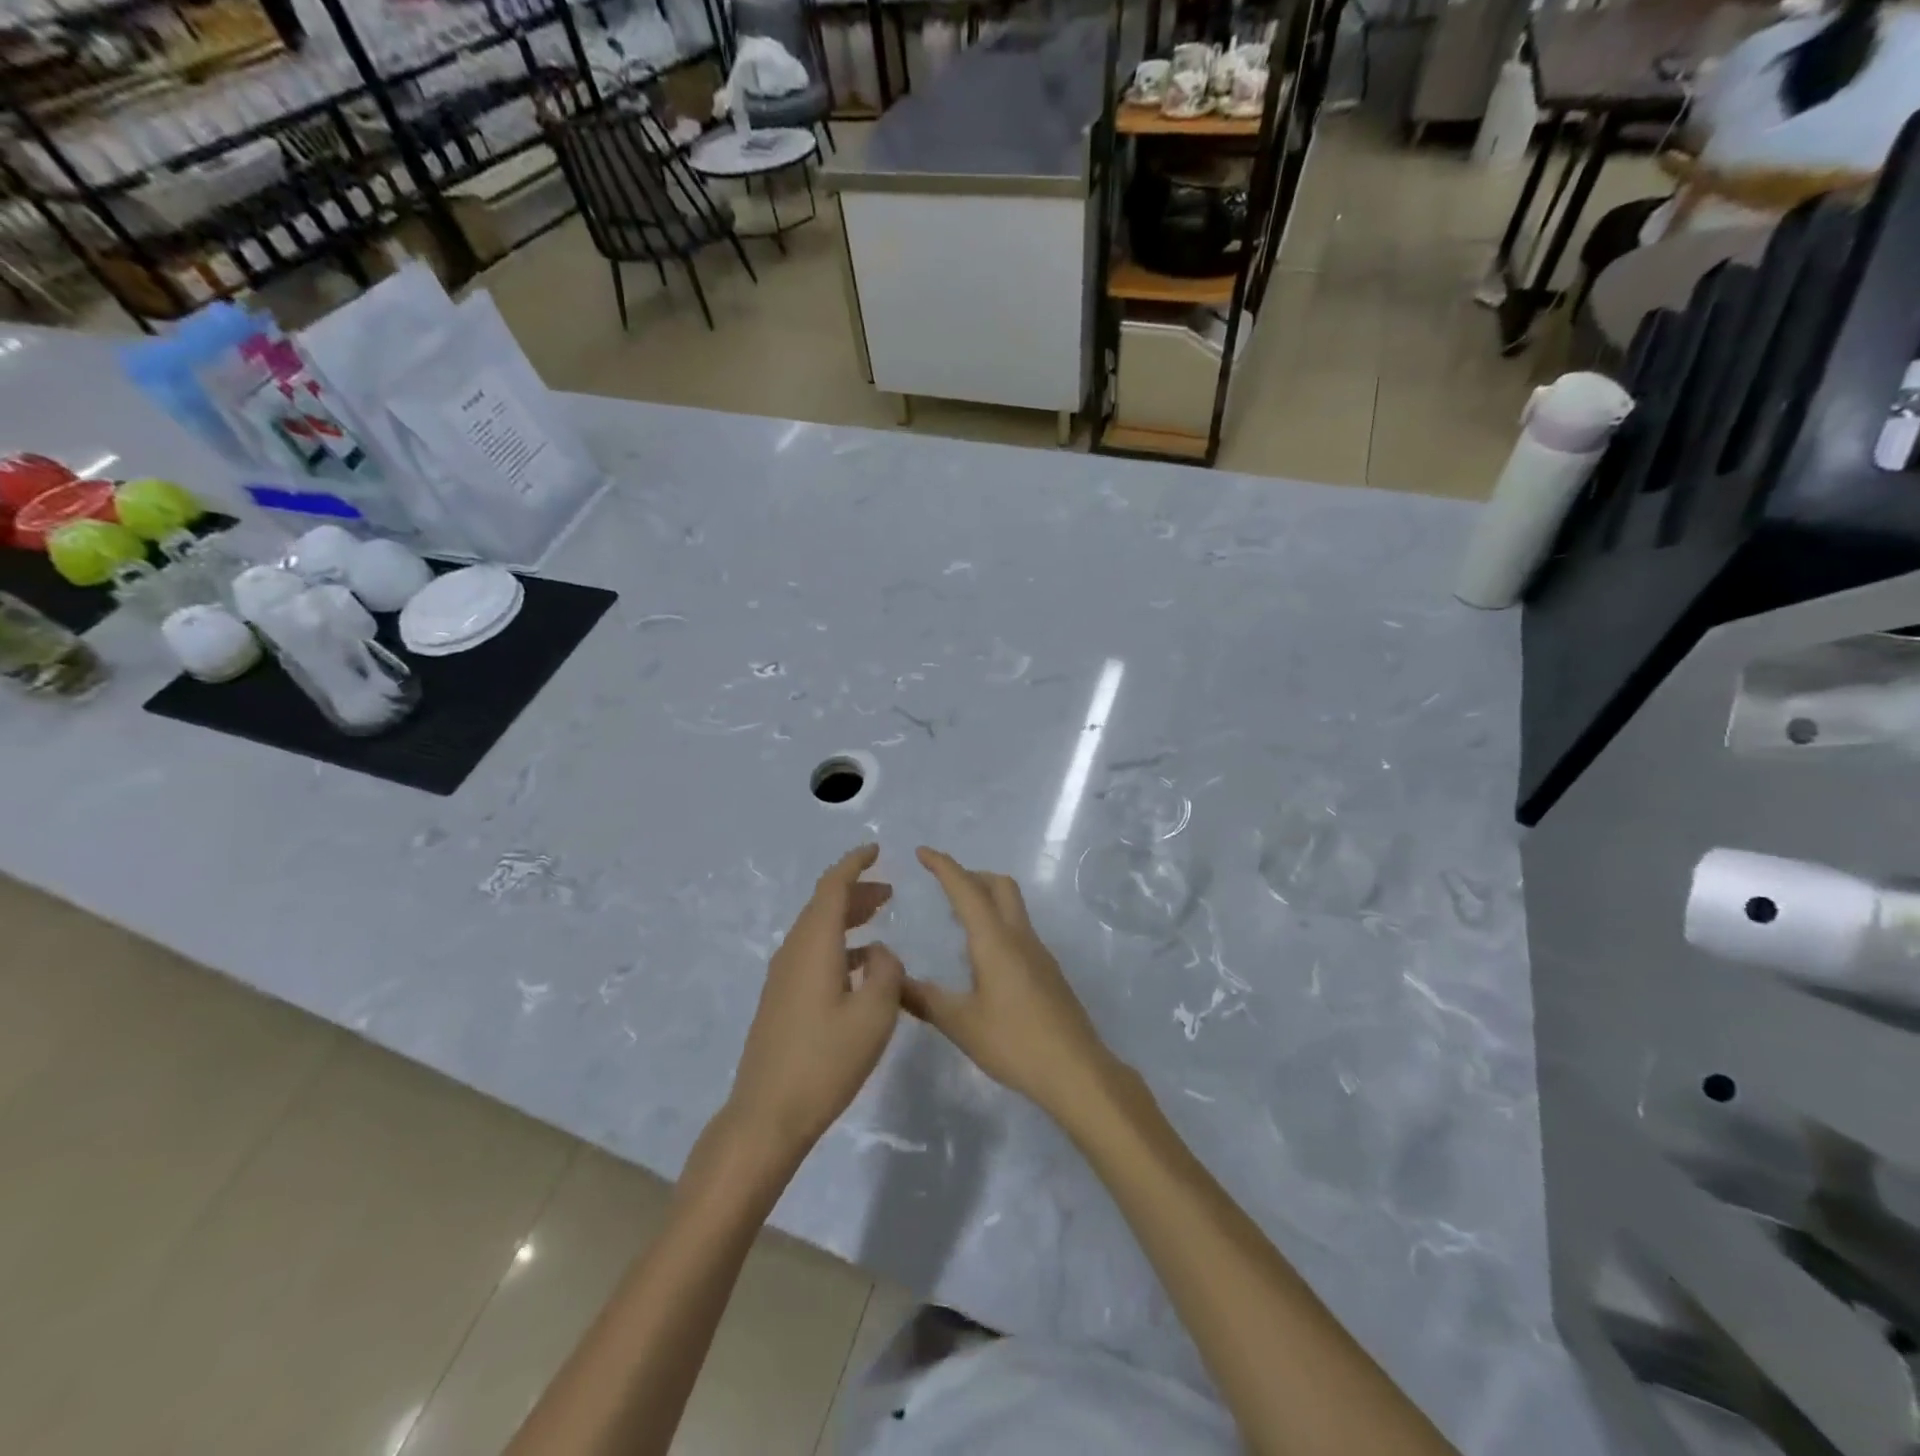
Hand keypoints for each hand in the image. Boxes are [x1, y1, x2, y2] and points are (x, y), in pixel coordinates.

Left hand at [724, 845, 904, 1169]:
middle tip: (889, 891)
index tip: (876, 849)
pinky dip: (839, 945)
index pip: (833, 887)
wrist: (767, 1115)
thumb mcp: (875, 1014)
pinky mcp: (781, 1000)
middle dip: (856, 891)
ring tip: (880, 920)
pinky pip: (812, 954)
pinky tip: (862, 966)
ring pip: (818, 930)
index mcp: (814, 945)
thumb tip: (881, 951)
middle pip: (824, 906)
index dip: (855, 864)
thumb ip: (887, 972)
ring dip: (848, 919)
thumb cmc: (826, 1061)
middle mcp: (793, 952)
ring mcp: (783, 977)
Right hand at [902, 847, 1119, 1119]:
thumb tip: (892, 979)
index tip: (922, 851)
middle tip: (943, 884)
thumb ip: (924, 999)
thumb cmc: (1014, 1042)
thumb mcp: (960, 1023)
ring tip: (958, 918)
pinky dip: (997, 923)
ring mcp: (1039, 952)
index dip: (943, 866)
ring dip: (986, 898)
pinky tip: (984, 956)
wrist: (1075, 1070)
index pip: (966, 889)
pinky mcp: (1048, 971)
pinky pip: (1019, 929)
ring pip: (1013, 906)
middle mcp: (1019, 936)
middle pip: (999, 885)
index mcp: (994, 940)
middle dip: (971, 875)